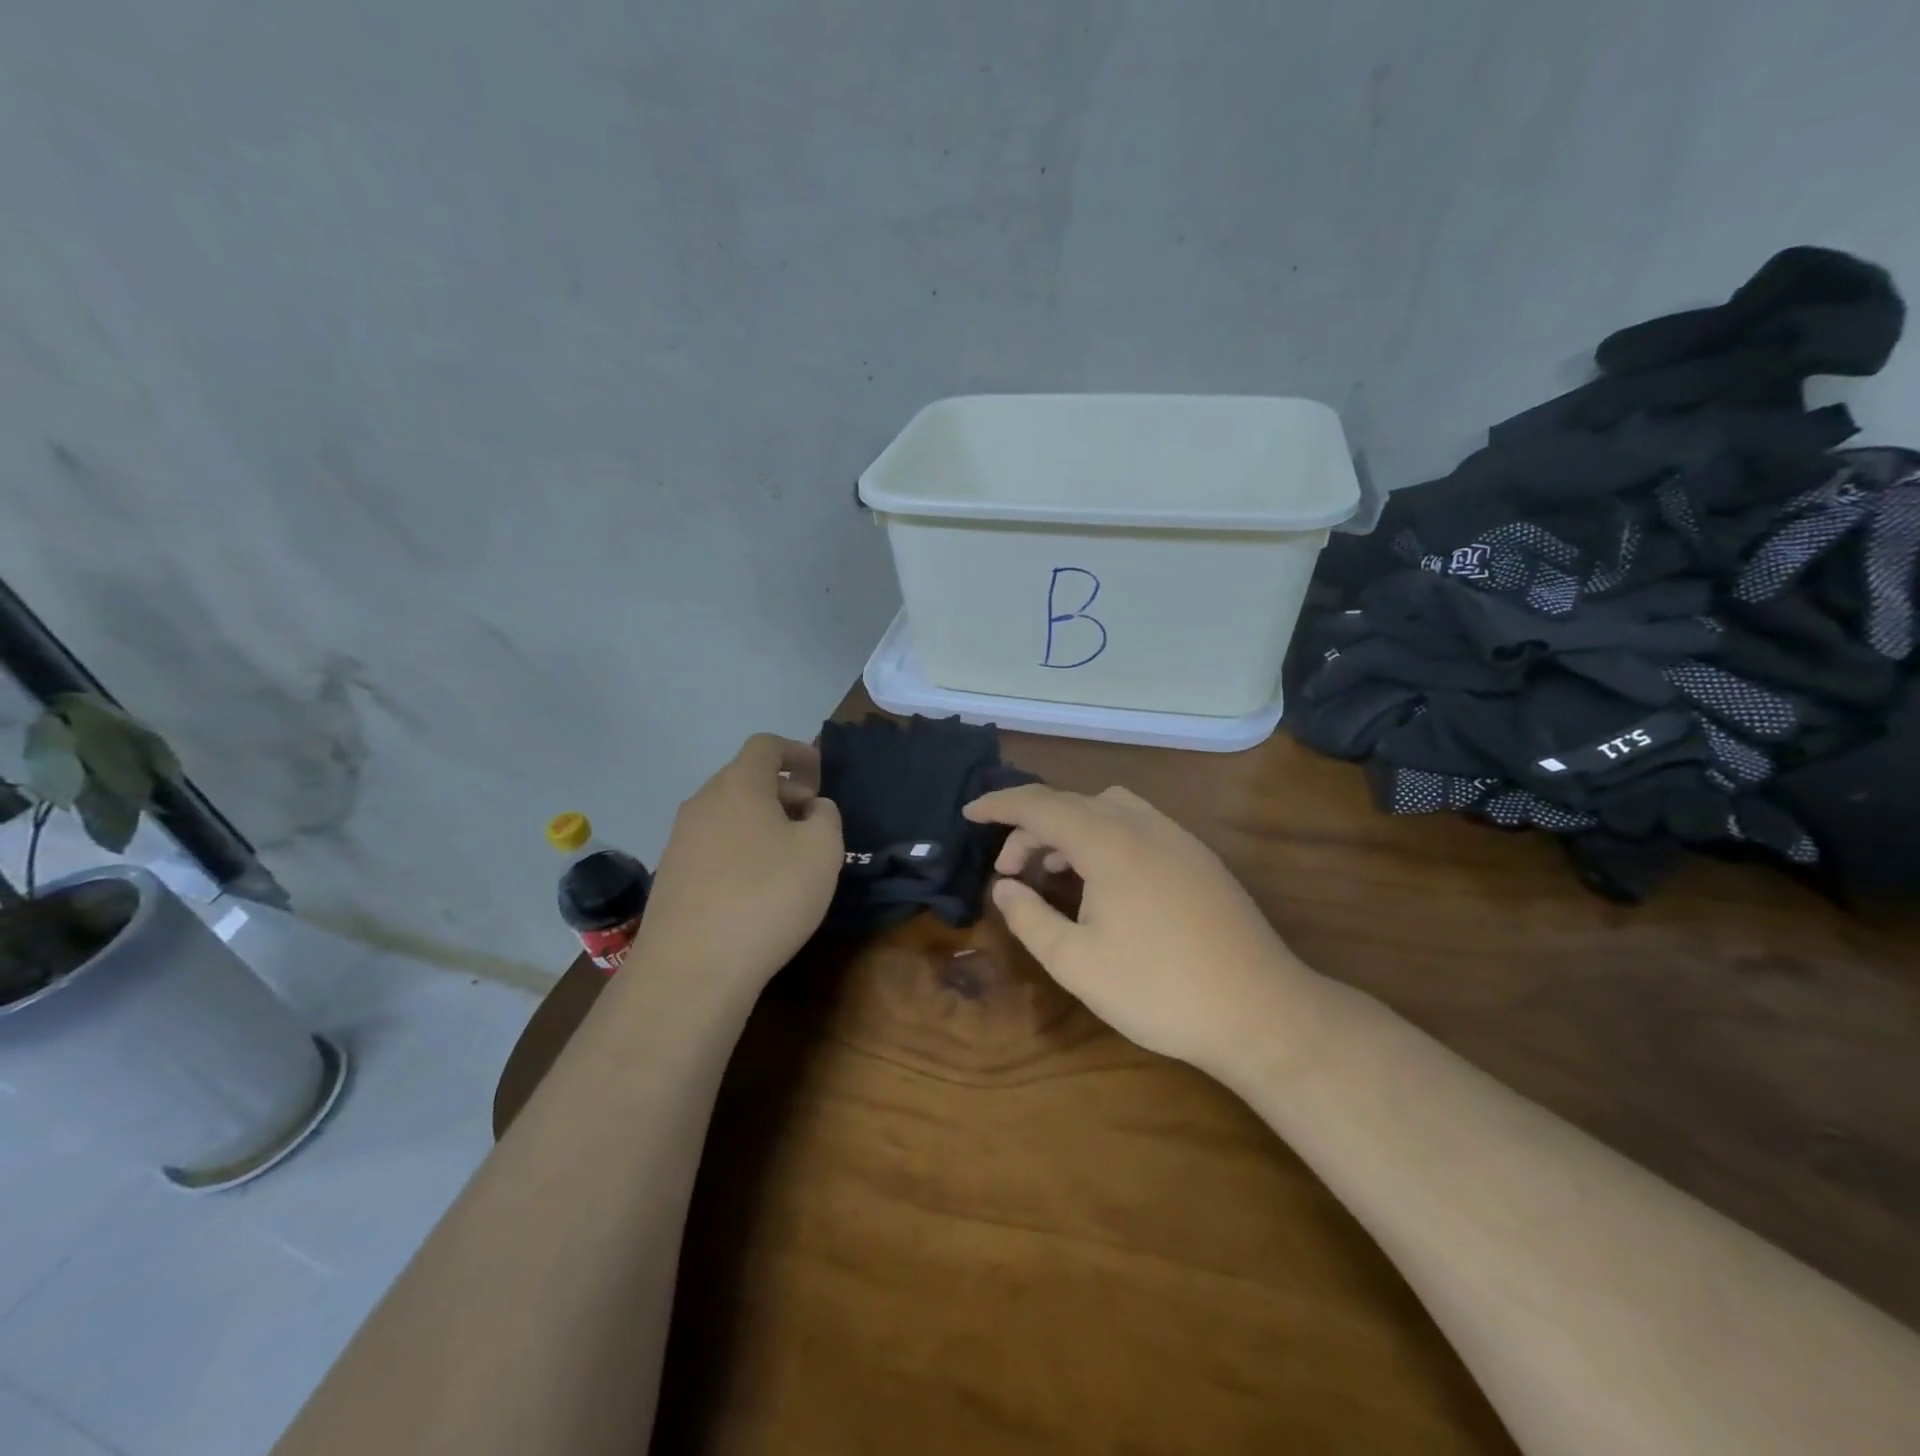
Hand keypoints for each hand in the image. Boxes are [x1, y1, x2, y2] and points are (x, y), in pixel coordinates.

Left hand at [634, 734, 842, 994]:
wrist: (692, 968)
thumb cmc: (767, 896)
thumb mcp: (823, 851)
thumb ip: (826, 817)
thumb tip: (812, 809)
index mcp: (738, 785)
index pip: (765, 746)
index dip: (797, 752)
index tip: (820, 775)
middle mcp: (702, 803)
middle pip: (746, 780)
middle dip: (784, 792)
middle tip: (814, 821)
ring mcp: (679, 841)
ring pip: (729, 815)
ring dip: (762, 824)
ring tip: (790, 858)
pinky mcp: (671, 877)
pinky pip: (714, 847)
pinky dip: (741, 851)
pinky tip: (758, 888)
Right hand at [964, 784, 1309, 1070]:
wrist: (1260, 1011)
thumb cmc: (1158, 989)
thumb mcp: (1076, 962)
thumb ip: (1030, 918)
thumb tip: (1005, 888)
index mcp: (1108, 841)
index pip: (1040, 805)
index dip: (999, 804)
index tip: (968, 813)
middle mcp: (1142, 824)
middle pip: (1072, 804)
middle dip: (1031, 827)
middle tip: (1010, 871)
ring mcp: (1177, 837)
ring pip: (1107, 808)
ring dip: (1070, 828)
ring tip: (1055, 871)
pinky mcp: (1198, 857)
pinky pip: (1137, 825)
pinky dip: (1104, 836)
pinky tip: (1104, 882)